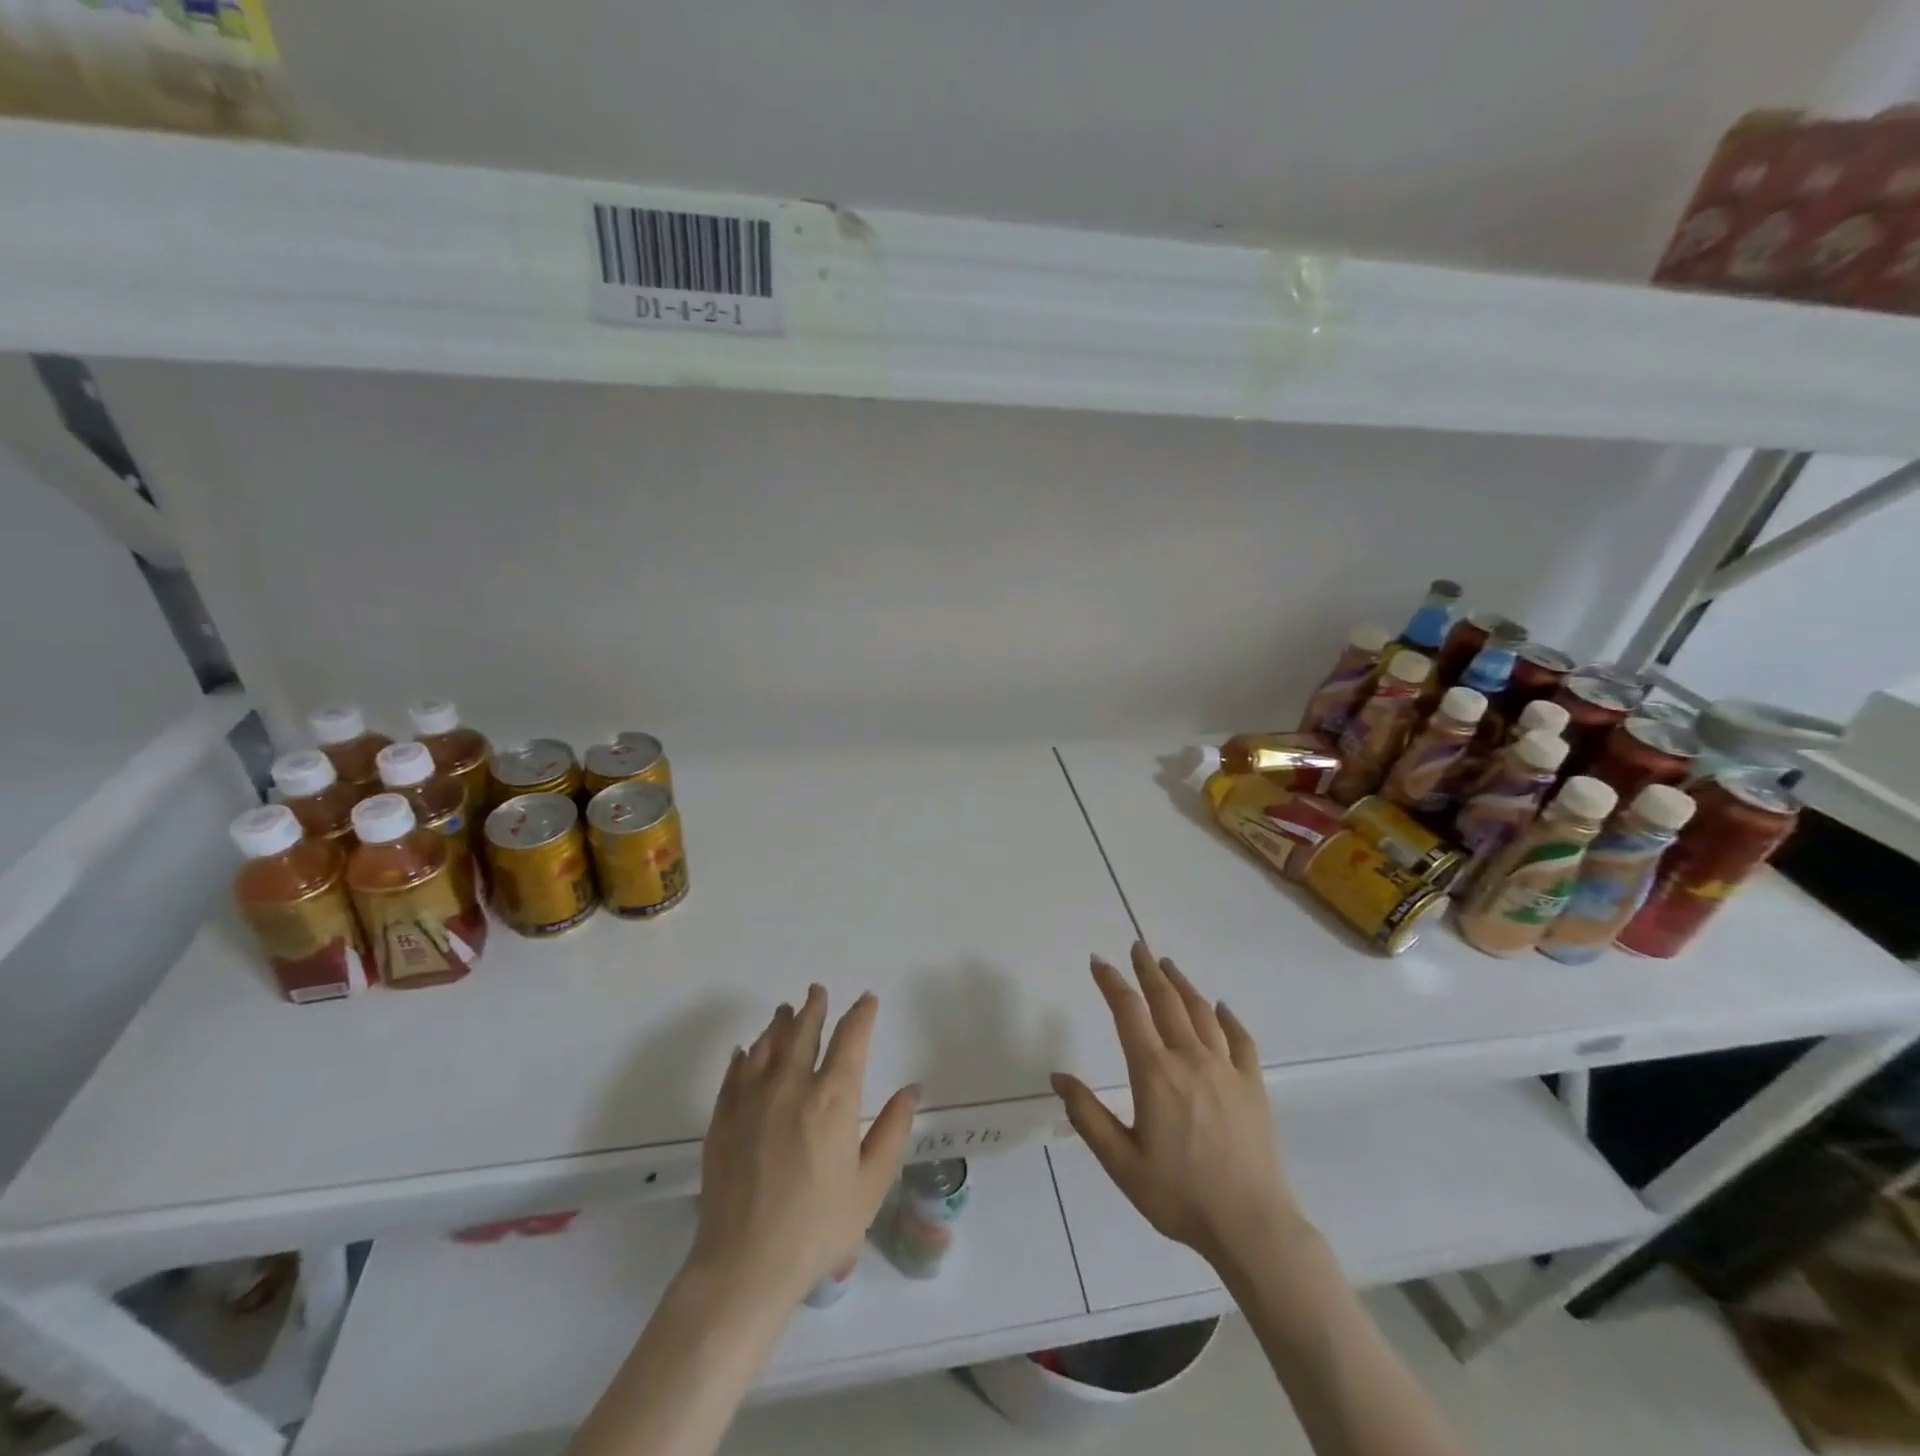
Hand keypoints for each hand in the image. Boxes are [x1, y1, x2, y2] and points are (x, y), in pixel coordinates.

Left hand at [688, 986, 919, 1308]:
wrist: (745, 1265)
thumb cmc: (818, 1228)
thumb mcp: (870, 1184)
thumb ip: (892, 1130)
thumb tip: (911, 1088)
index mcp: (832, 1099)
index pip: (850, 1040)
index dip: (860, 1015)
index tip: (867, 1000)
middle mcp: (791, 1086)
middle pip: (803, 1032)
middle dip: (814, 1007)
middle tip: (817, 990)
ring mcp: (752, 1100)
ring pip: (767, 1046)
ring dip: (779, 1024)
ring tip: (785, 1011)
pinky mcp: (722, 1119)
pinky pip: (734, 1074)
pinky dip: (744, 1056)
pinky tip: (746, 1051)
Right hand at [1051, 943, 1301, 1272]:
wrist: (1252, 1226)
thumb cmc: (1179, 1196)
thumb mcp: (1121, 1163)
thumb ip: (1087, 1116)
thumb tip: (1059, 1076)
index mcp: (1155, 1073)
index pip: (1128, 1012)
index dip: (1111, 982)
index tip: (1098, 962)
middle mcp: (1190, 1058)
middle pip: (1166, 1000)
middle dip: (1148, 970)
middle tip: (1137, 947)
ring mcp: (1226, 1068)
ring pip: (1202, 1012)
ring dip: (1182, 984)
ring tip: (1169, 966)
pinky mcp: (1253, 1085)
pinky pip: (1240, 1039)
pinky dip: (1228, 1017)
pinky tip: (1221, 1008)